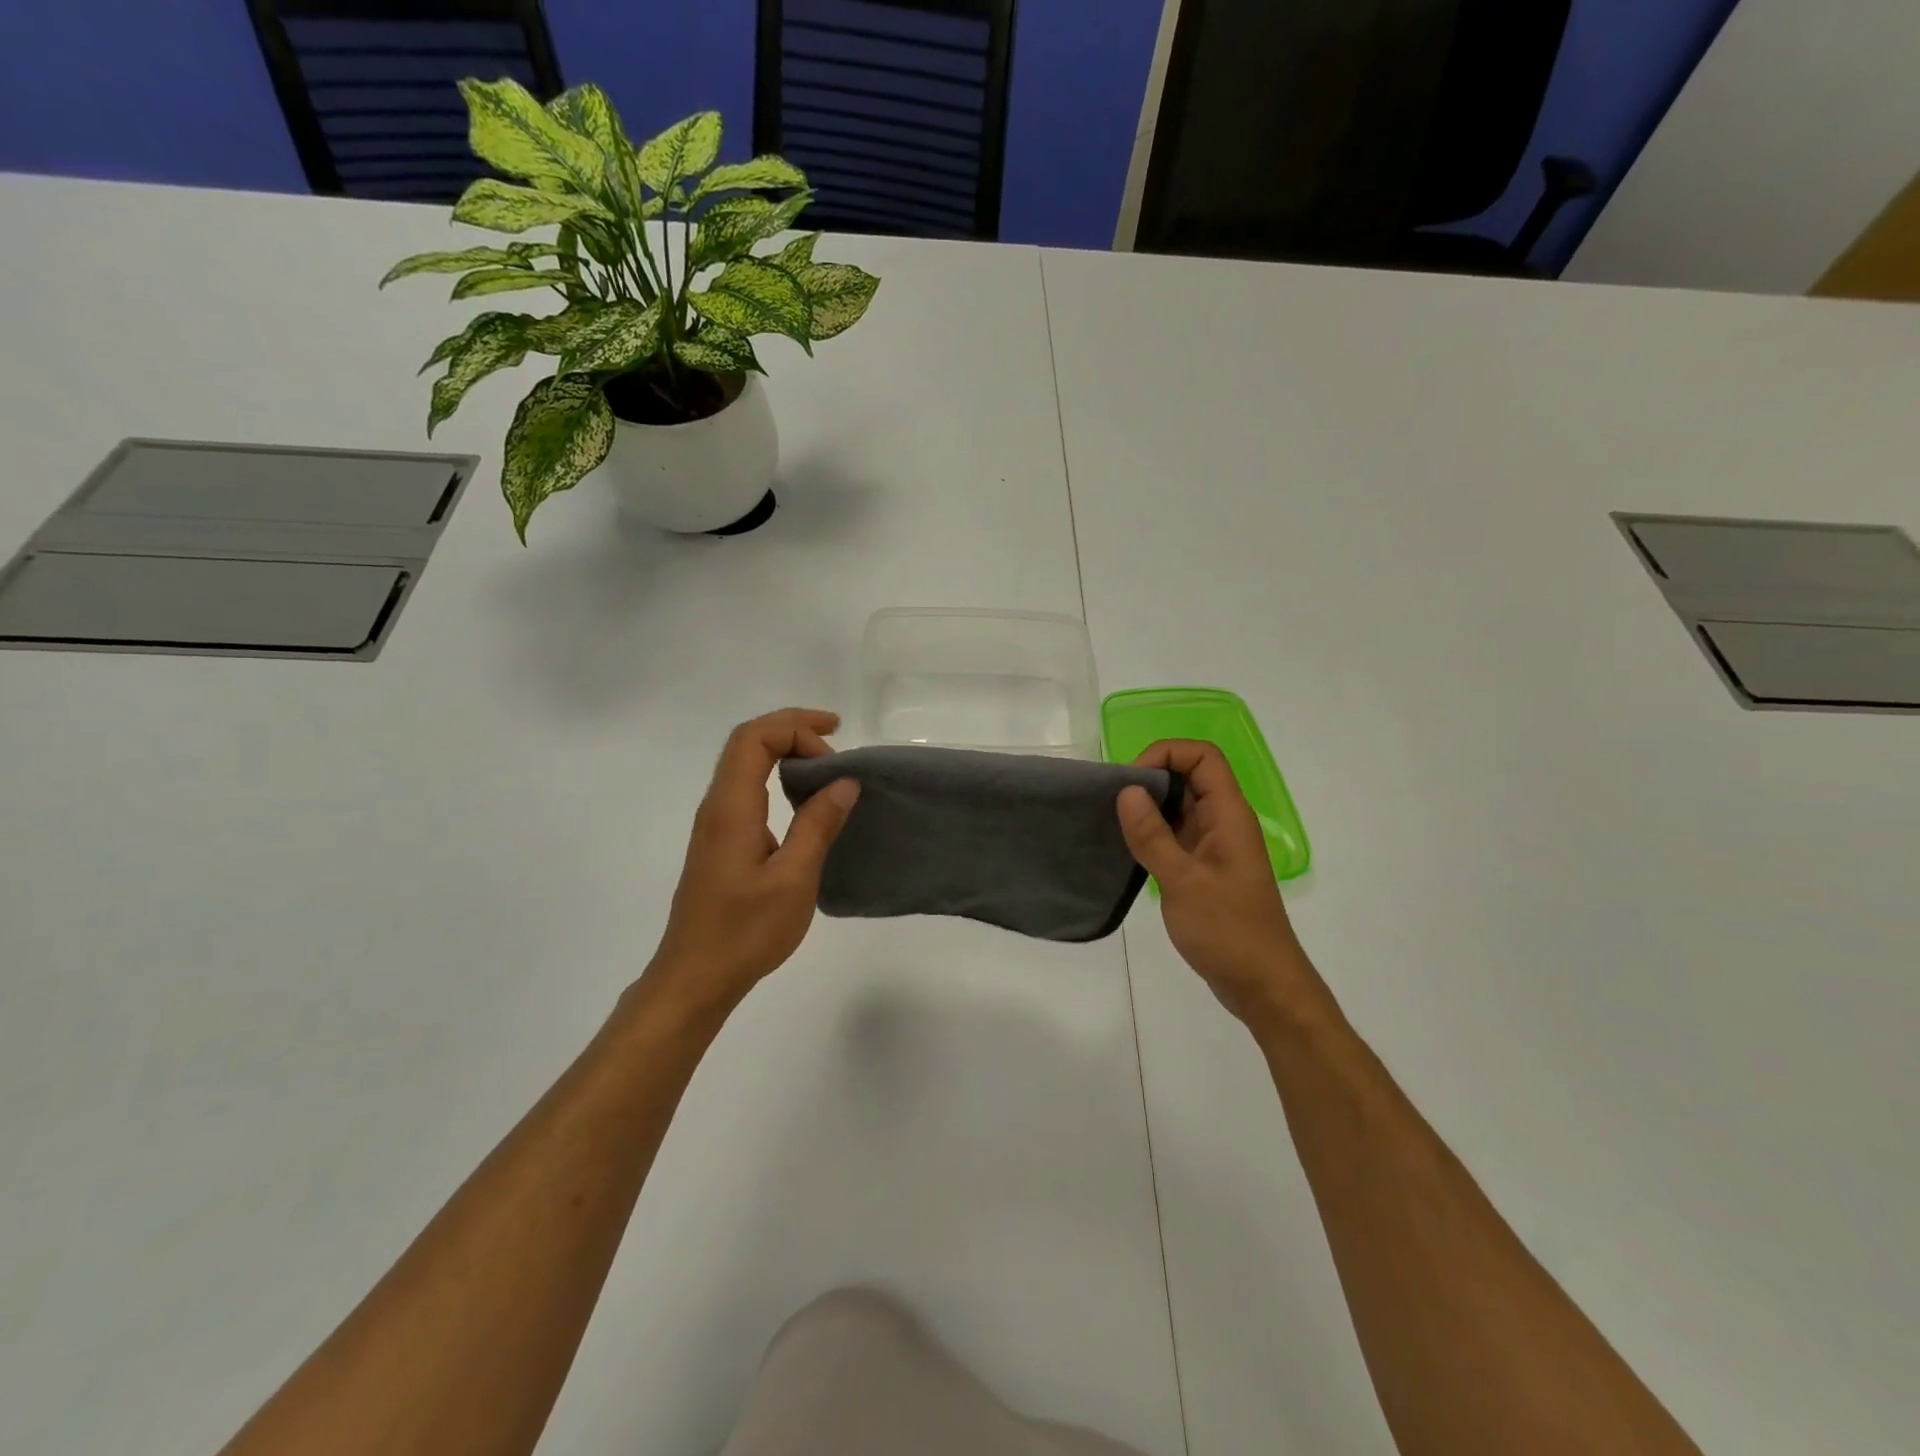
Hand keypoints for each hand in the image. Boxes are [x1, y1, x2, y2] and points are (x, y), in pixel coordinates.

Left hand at [647, 709, 859, 1017]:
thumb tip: (844, 783)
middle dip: (792, 730)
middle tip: (836, 744)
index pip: (754, 738)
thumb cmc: (745, 931)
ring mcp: (715, 825)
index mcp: (731, 808)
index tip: (836, 740)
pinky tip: (804, 803)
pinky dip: (777, 778)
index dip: (795, 726)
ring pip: (745, 765)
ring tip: (827, 769)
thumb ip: (818, 825)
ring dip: (785, 754)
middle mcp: (717, 807)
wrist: (695, 978)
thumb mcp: (794, 879)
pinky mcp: (720, 843)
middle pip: (747, 743)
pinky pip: (747, 790)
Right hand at [1115, 740, 1323, 1028]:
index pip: (1202, 757)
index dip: (1166, 754)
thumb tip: (1126, 791)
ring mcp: (1215, 846)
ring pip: (1180, 806)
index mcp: (1228, 815)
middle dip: (1150, 779)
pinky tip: (1128, 849)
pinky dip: (1152, 833)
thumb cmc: (1228, 931)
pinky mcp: (1205, 869)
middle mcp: (1223, 822)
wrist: (1263, 985)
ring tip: (1113, 824)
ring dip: (1148, 807)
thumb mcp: (1183, 882)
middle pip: (1189, 776)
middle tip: (1113, 803)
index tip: (1131, 782)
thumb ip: (1152, 835)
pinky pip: (1176, 835)